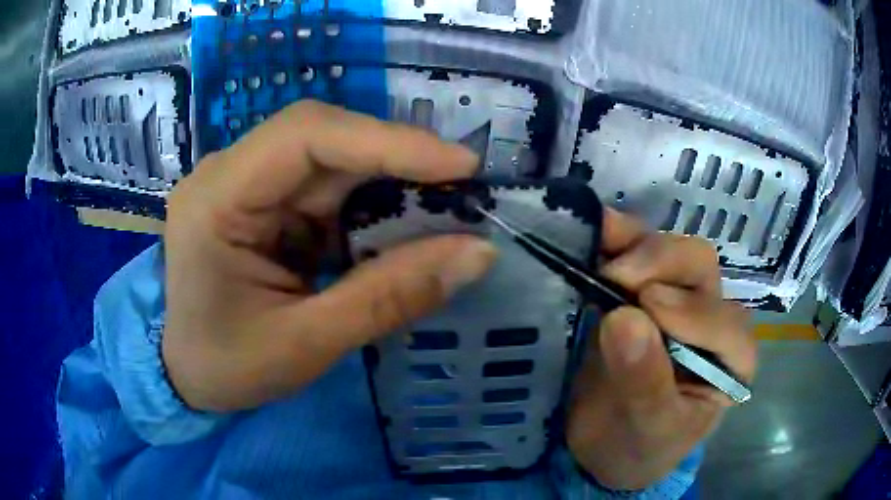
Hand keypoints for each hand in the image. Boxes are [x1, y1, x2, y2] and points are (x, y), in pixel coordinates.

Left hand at [163, 101, 496, 412]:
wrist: (184, 373)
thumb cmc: (227, 366)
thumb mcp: (306, 344)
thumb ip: (388, 297)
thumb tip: (478, 254)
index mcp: (216, 199)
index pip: (306, 136)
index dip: (389, 141)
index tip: (461, 165)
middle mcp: (229, 173)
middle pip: (323, 137)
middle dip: (396, 159)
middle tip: (461, 190)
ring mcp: (246, 182)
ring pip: (332, 158)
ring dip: (388, 183)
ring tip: (440, 214)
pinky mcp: (264, 201)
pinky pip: (327, 186)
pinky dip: (369, 206)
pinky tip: (396, 231)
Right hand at [566, 209, 757, 489]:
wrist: (606, 446)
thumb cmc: (639, 448)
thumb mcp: (648, 430)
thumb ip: (644, 382)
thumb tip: (623, 319)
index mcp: (730, 356)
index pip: (722, 320)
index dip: (686, 311)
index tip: (636, 312)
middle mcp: (710, 316)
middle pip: (698, 267)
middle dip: (659, 264)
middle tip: (613, 281)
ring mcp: (675, 296)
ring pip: (668, 249)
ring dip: (634, 245)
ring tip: (599, 255)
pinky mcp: (640, 289)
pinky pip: (634, 249)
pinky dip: (614, 238)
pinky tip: (596, 235)